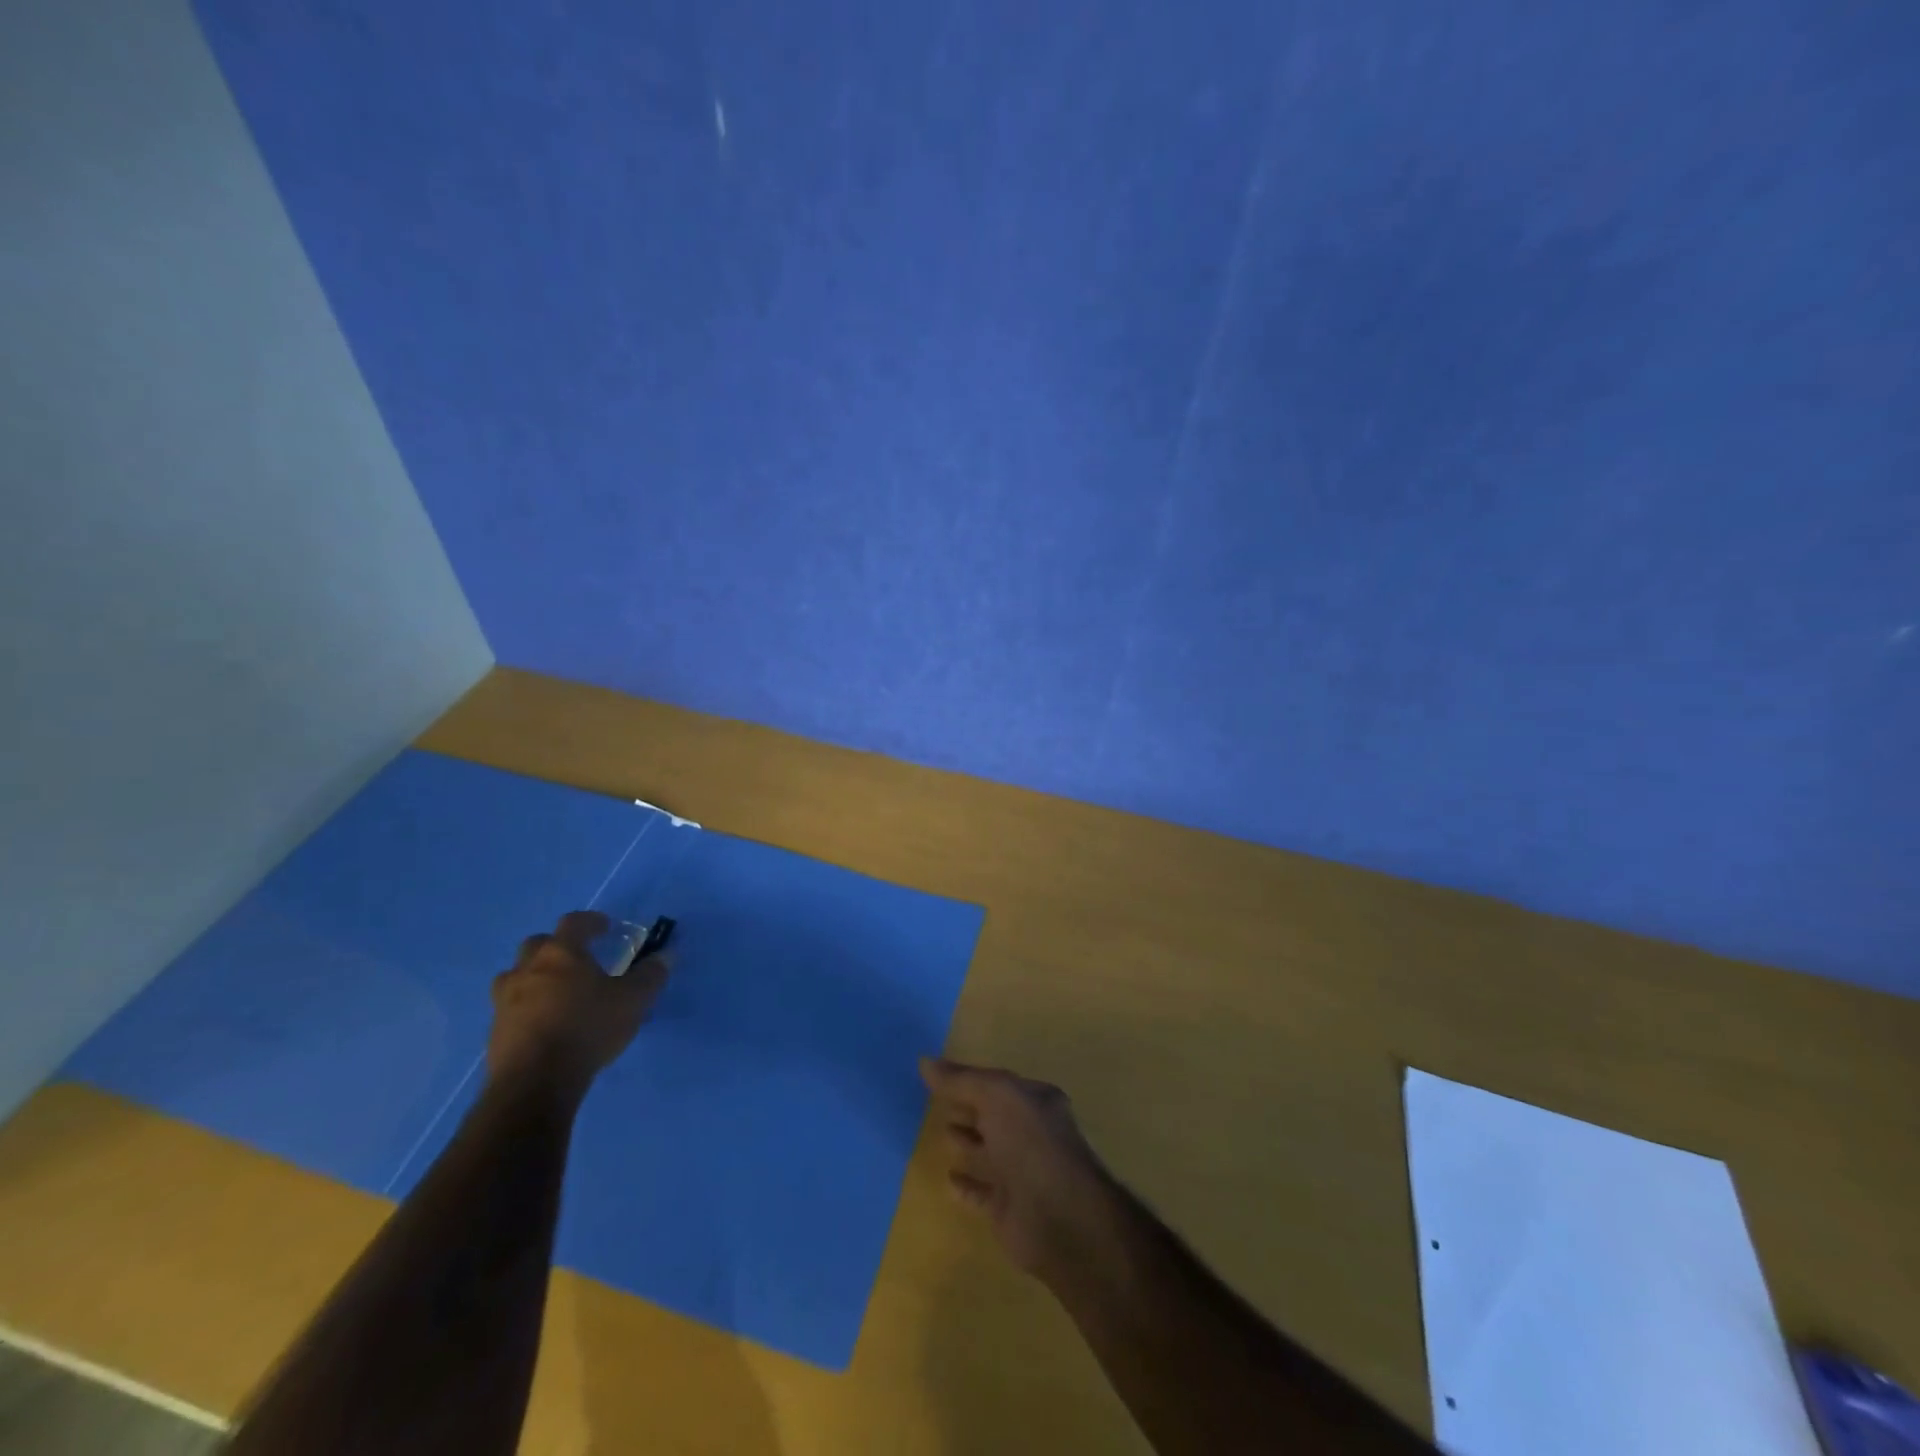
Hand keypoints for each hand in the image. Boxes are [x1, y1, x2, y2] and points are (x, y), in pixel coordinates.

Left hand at [488, 911, 670, 1094]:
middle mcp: (528, 969)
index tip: (604, 927)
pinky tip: (544, 1024)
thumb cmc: (588, 1028)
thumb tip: (666, 955)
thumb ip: (650, 975)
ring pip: (516, 976)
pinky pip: (510, 1008)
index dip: (591, 921)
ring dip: (534, 977)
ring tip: (556, 992)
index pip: (574, 922)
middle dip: (556, 946)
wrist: (535, 1082)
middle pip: (537, 944)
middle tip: (576, 959)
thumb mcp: (633, 1000)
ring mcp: (506, 1000)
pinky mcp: (495, 1030)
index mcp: (561, 953)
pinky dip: (526, 1008)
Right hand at [920, 1057, 1112, 1282]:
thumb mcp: (996, 1096)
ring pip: (989, 1152)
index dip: (971, 1079)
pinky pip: (982, 1192)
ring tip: (941, 1132)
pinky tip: (948, 1178)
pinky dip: (966, 1185)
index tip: (940, 1077)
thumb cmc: (1031, 1142)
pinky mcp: (1009, 1208)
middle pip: (994, 1116)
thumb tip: (924, 1061)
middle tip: (936, 1102)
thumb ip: (961, 1080)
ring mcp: (1022, 1172)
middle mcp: (1032, 1134)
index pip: (999, 1085)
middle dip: (969, 1108)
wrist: (1059, 1216)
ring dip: (967, 1142)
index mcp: (1036, 1102)